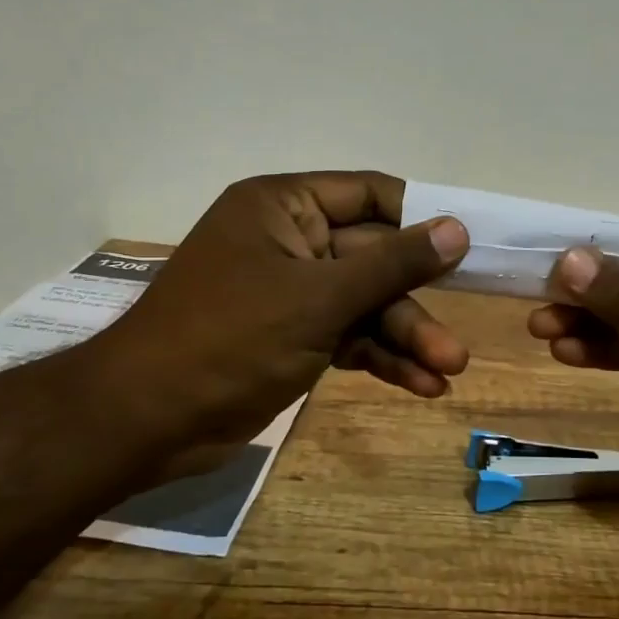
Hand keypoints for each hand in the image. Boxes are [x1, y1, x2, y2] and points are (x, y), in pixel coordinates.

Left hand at [88, 172, 469, 460]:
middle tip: (459, 341)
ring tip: (448, 373)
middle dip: (415, 303)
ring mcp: (290, 292)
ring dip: (405, 337)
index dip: (422, 217)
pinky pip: (347, 335)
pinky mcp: (291, 336)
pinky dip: (380, 358)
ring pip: (365, 304)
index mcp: (283, 208)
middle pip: (374, 259)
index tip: (470, 244)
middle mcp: (289, 241)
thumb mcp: (319, 299)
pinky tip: (419, 386)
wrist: (147, 422)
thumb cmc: (230, 340)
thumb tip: (457, 228)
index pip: (369, 195)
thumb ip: (393, 264)